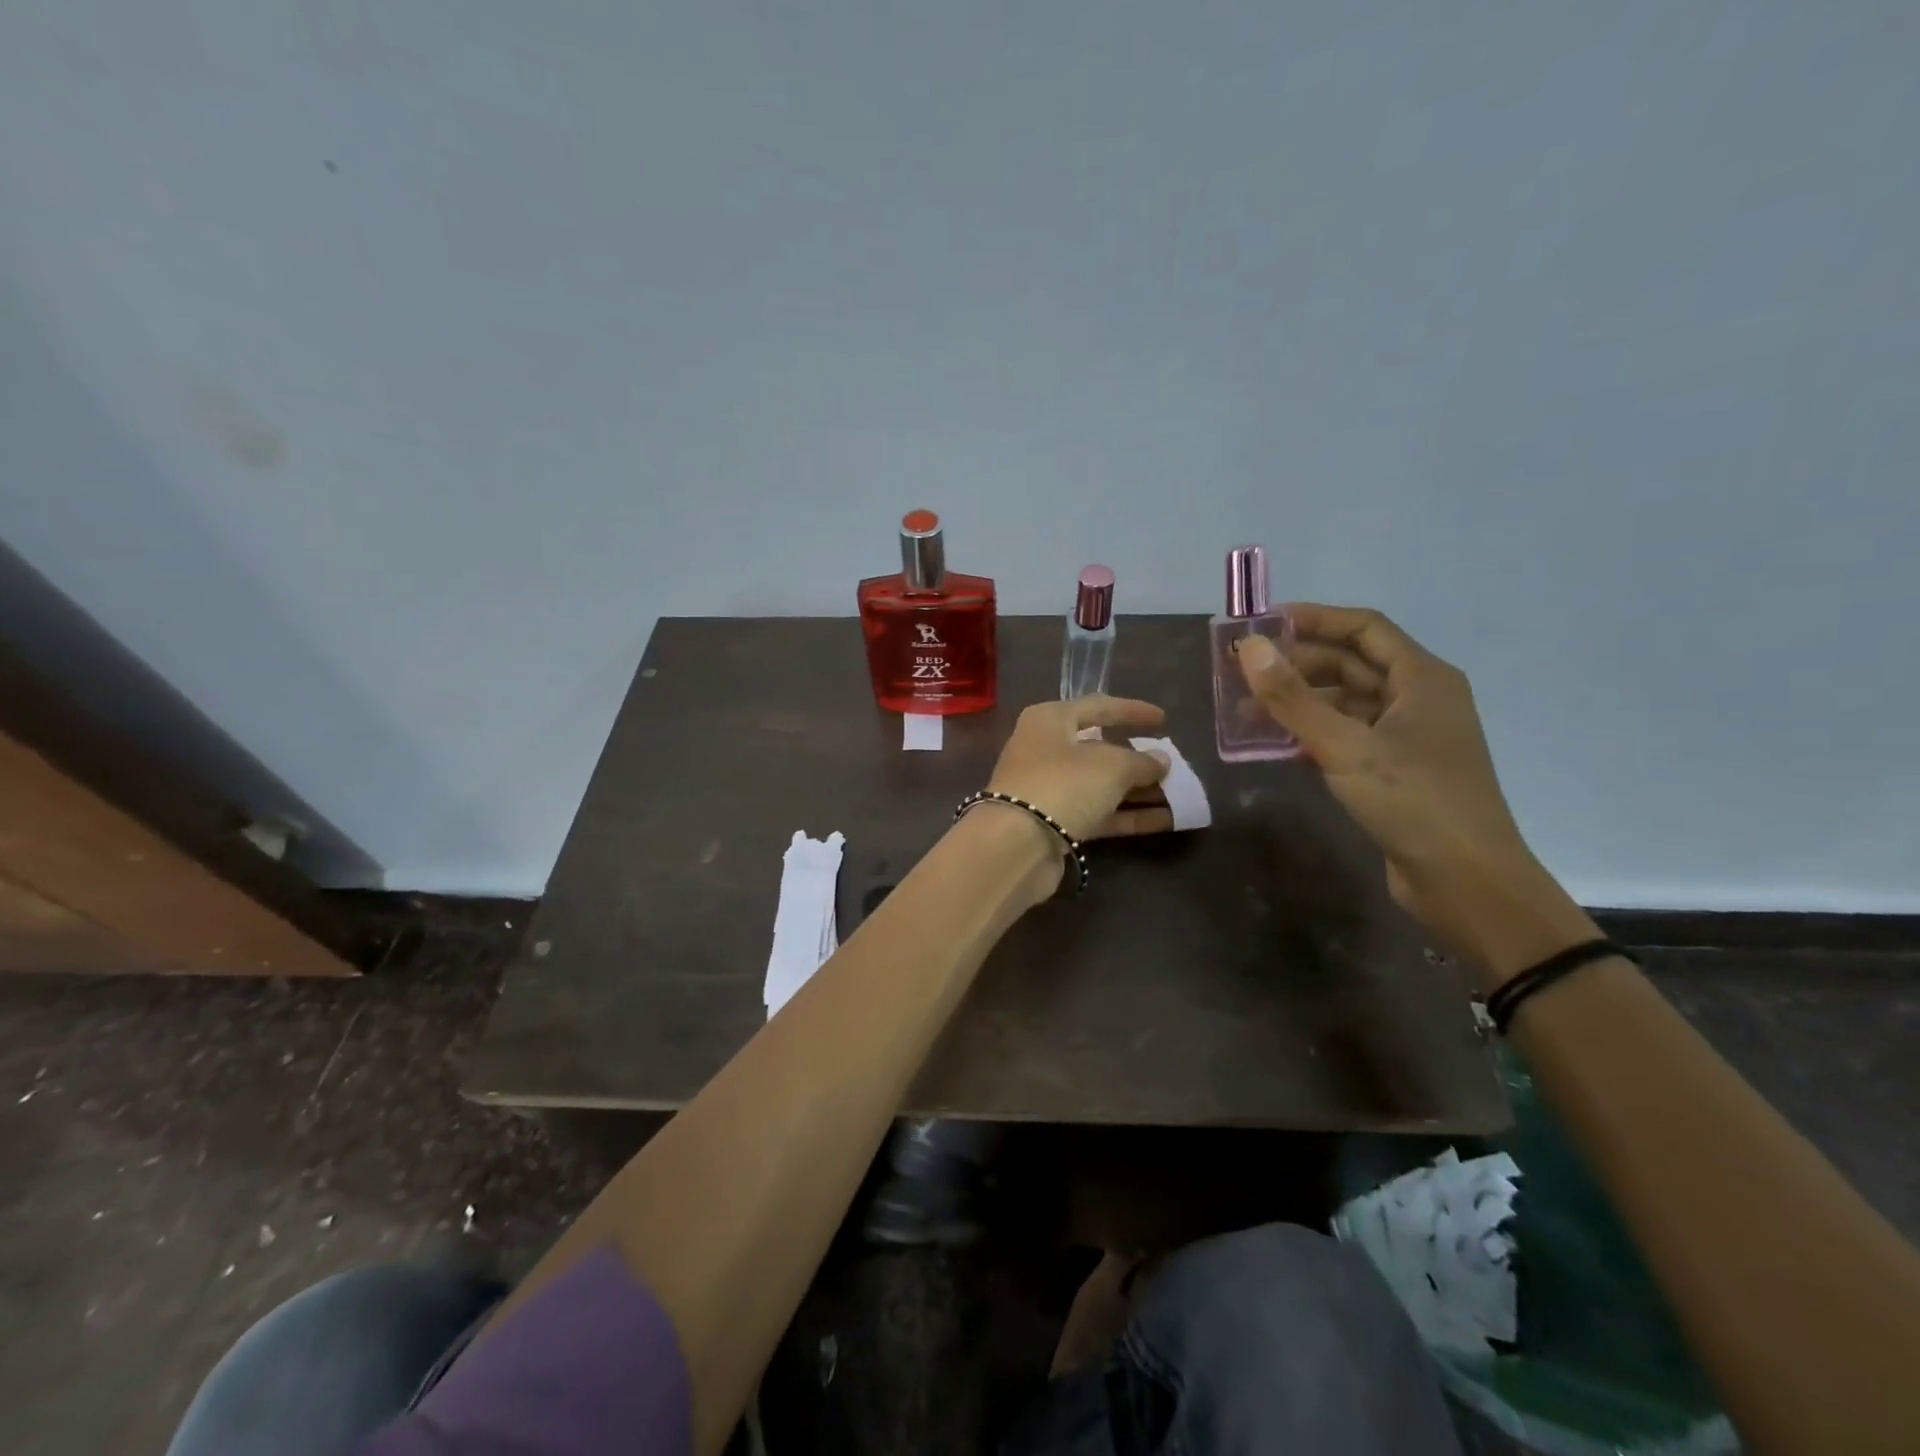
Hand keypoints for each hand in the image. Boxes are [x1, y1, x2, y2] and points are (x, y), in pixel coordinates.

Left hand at [985, 696, 1173, 843]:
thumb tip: (1160, 760)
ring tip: (1179, 795)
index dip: (1132, 711)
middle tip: (1171, 765)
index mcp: (1050, 720)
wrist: (1016, 845)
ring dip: (1138, 790)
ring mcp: (1048, 788)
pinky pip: (1098, 812)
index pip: (1098, 706)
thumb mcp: (1111, 766)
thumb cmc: (1062, 785)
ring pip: (1101, 784)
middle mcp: (1045, 749)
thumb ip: (1141, 761)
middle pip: (1099, 749)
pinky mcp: (1054, 823)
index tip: (1164, 720)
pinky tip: (1167, 820)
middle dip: (1137, 758)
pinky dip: (1129, 815)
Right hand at [1236, 605, 1585, 973]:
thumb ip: (1293, 697)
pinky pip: (1345, 738)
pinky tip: (1274, 747)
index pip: (1364, 628)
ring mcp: (1407, 739)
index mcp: (1422, 679)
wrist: (1466, 883)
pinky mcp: (1394, 773)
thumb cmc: (1414, 802)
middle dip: (1296, 666)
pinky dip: (1310, 736)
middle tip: (1241, 673)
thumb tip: (1249, 647)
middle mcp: (1418, 700)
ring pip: (1344, 705)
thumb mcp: (1346, 745)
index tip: (1262, 624)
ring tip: (1245, 713)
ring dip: (1298, 704)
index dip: (1313, 619)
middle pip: (1350, 665)